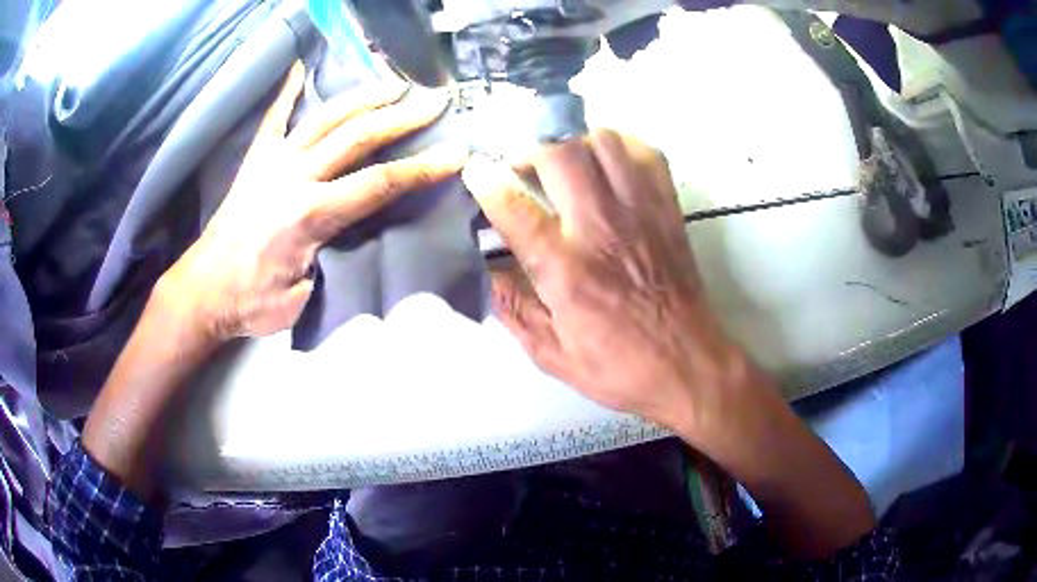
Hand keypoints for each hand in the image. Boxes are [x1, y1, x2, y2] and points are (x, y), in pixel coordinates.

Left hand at [160, 61, 467, 348]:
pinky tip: (300, 68)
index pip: (380, 183)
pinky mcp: (255, 160)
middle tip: (436, 101)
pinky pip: (274, 118)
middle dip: (403, 118)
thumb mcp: (305, 297)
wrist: (203, 290)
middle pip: (359, 137)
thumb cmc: (253, 303)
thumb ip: (338, 259)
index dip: (423, 167)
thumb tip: (365, 233)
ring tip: (393, 83)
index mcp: (311, 214)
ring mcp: (273, 162)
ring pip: (325, 117)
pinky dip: (287, 92)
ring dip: (364, 97)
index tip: (456, 152)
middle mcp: (295, 176)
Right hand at [462, 130, 739, 433]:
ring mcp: (641, 212)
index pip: (518, 209)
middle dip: (531, 150)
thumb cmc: (620, 367)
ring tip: (564, 165)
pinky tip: (607, 166)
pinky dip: (619, 147)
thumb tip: (483, 269)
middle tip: (522, 169)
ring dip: (574, 143)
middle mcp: (603, 229)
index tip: (474, 168)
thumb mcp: (553, 355)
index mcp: (568, 271)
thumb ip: (513, 309)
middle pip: (561, 154)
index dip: (488, 181)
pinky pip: (644, 153)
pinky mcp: (668, 209)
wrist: (689, 364)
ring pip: (603, 142)